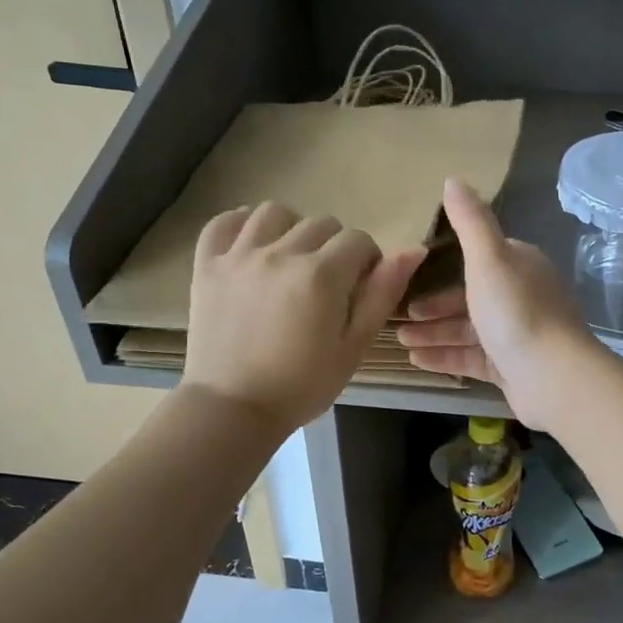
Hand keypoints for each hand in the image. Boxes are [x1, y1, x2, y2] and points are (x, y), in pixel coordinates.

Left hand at [183, 202, 422, 433]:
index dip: (367, 262)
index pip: (359, 240)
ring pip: (274, 213)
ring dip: (291, 229)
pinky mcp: (207, 265)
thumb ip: (383, 294)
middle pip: (321, 223)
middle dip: (334, 248)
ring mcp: (239, 256)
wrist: (233, 410)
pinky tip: (251, 245)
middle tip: (327, 284)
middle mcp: (280, 253)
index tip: (359, 289)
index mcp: (322, 275)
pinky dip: (240, 225)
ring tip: (291, 260)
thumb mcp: (354, 346)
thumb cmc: (303, 385)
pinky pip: (223, 222)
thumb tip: (414, 249)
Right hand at [395, 178, 601, 429]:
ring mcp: (518, 335)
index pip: (480, 258)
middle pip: (471, 297)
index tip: (412, 273)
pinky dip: (446, 357)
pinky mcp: (512, 367)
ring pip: (469, 330)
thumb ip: (470, 221)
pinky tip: (417, 360)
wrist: (553, 377)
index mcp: (520, 266)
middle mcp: (522, 297)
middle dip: (434, 306)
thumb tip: (453, 178)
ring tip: (400, 339)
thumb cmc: (516, 311)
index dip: (446, 265)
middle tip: (400, 314)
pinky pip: (473, 358)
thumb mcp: (488, 258)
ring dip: (434, 333)